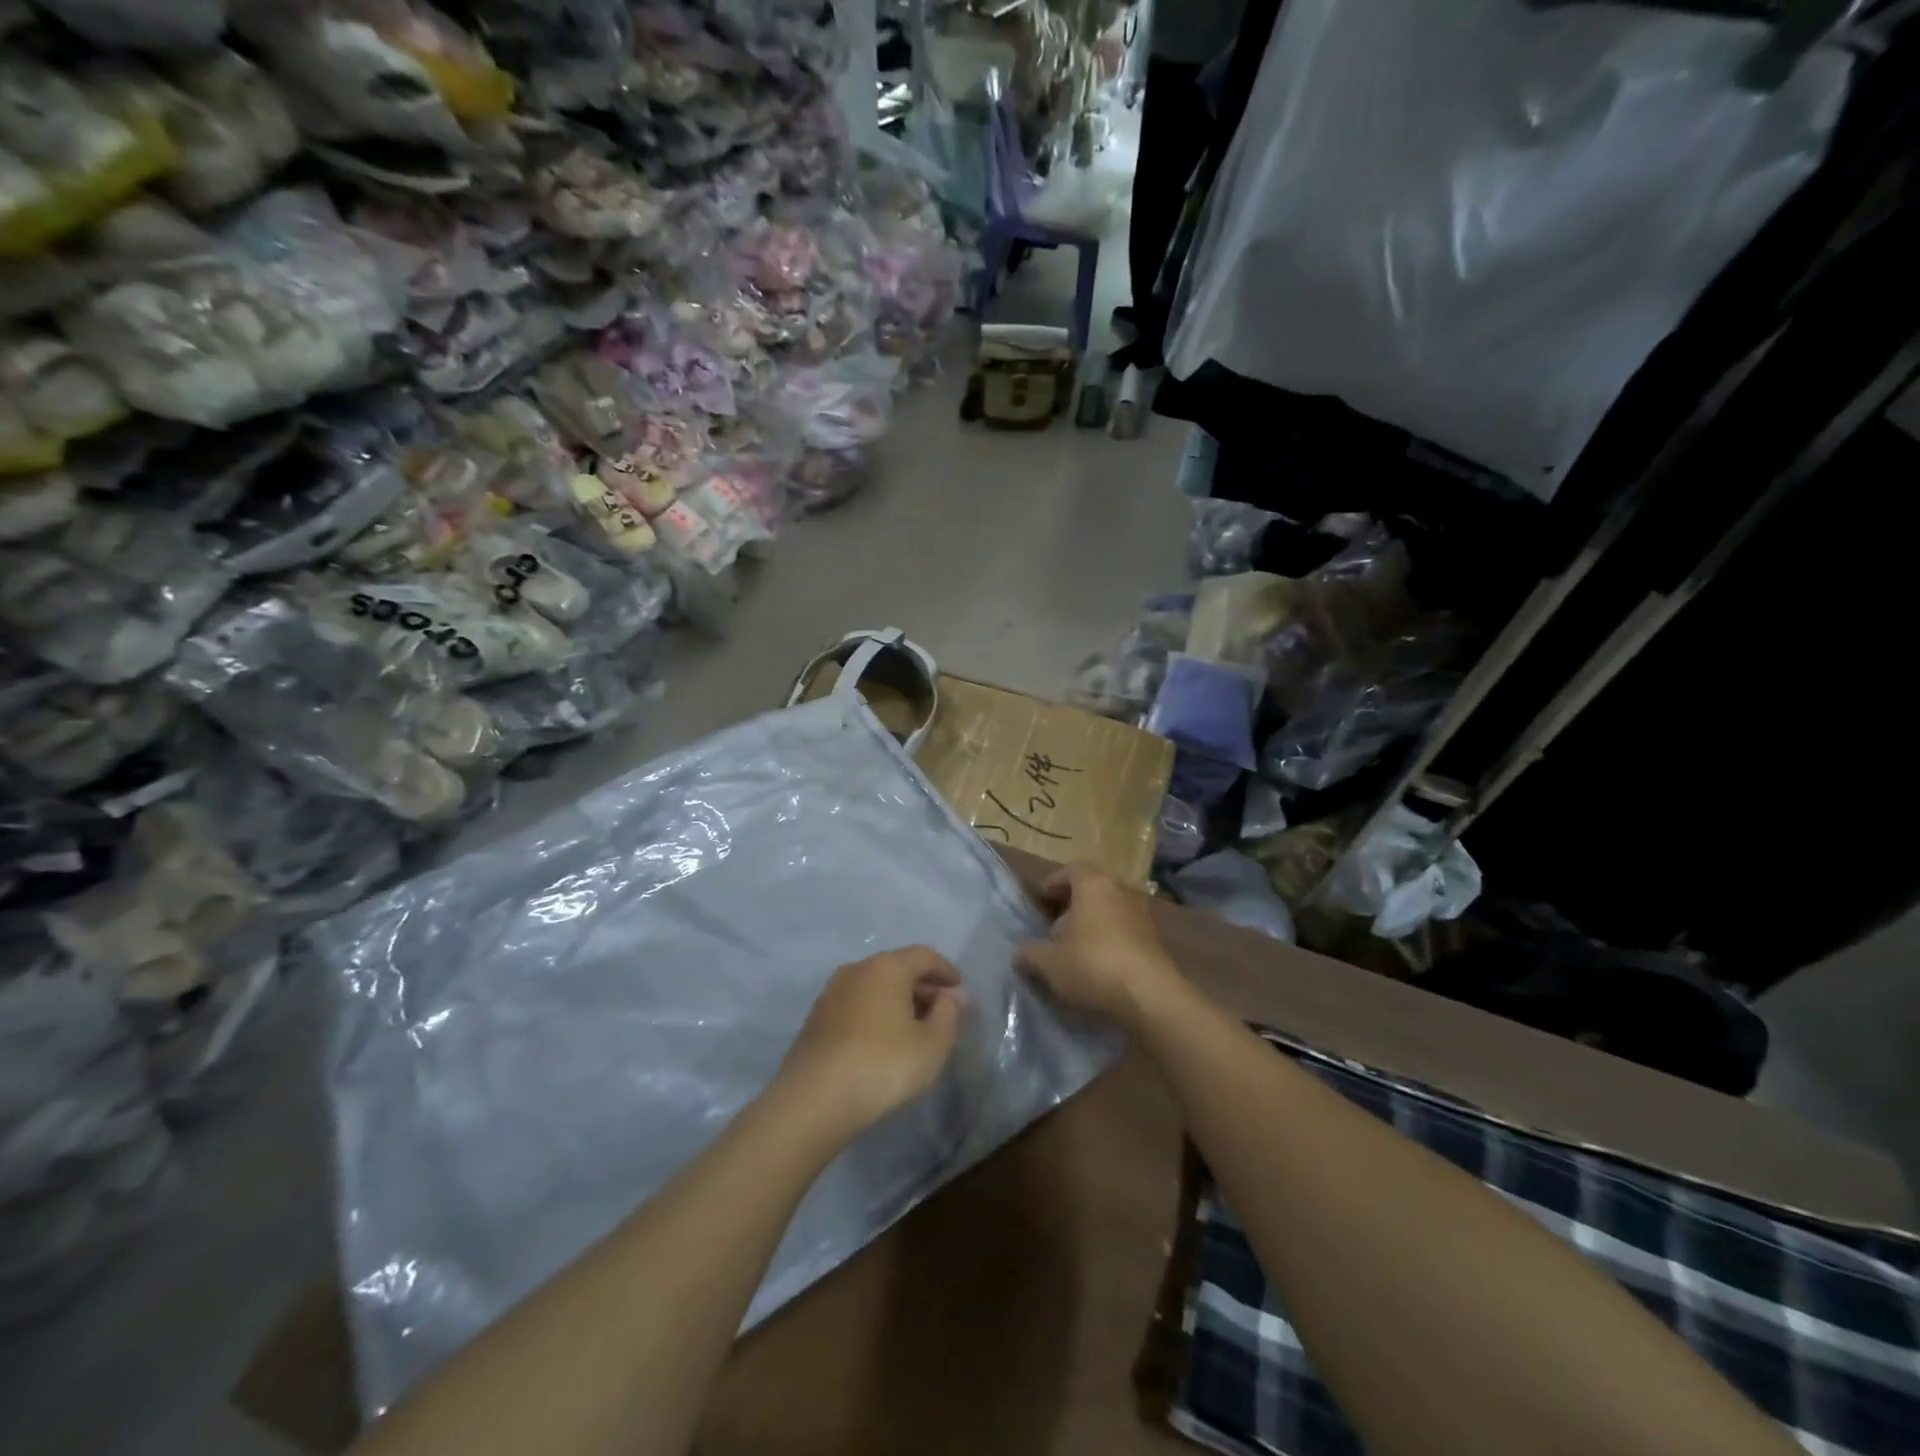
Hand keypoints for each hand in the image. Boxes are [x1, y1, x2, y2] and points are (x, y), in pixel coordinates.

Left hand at [774, 947, 967, 1141]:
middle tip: (941, 1012)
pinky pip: (856, 1006)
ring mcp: (831, 994)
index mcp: (887, 967)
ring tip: (913, 1029)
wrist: (813, 1100)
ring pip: (874, 987)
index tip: (960, 990)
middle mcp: (856, 970)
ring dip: (897, 1002)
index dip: (946, 970)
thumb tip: (953, 995)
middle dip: (922, 987)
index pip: (924, 956)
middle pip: (897, 969)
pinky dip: (875, 1015)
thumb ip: (949, 1014)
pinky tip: (882, 1042)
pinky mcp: (815, 1020)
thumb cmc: (883, 1066)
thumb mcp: (932, 1045)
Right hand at [1014, 862, 1181, 1025]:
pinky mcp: (1155, 942)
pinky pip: (1124, 933)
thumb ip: (1029, 953)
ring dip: (1090, 927)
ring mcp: (1142, 916)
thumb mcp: (1048, 962)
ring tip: (1072, 953)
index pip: (1071, 869)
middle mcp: (1121, 892)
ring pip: (1109, 912)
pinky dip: (1109, 943)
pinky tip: (1097, 969)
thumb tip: (1020, 953)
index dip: (1052, 883)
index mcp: (1094, 885)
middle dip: (1070, 908)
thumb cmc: (1092, 965)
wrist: (1150, 996)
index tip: (1039, 903)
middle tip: (1052, 930)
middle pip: (1091, 890)